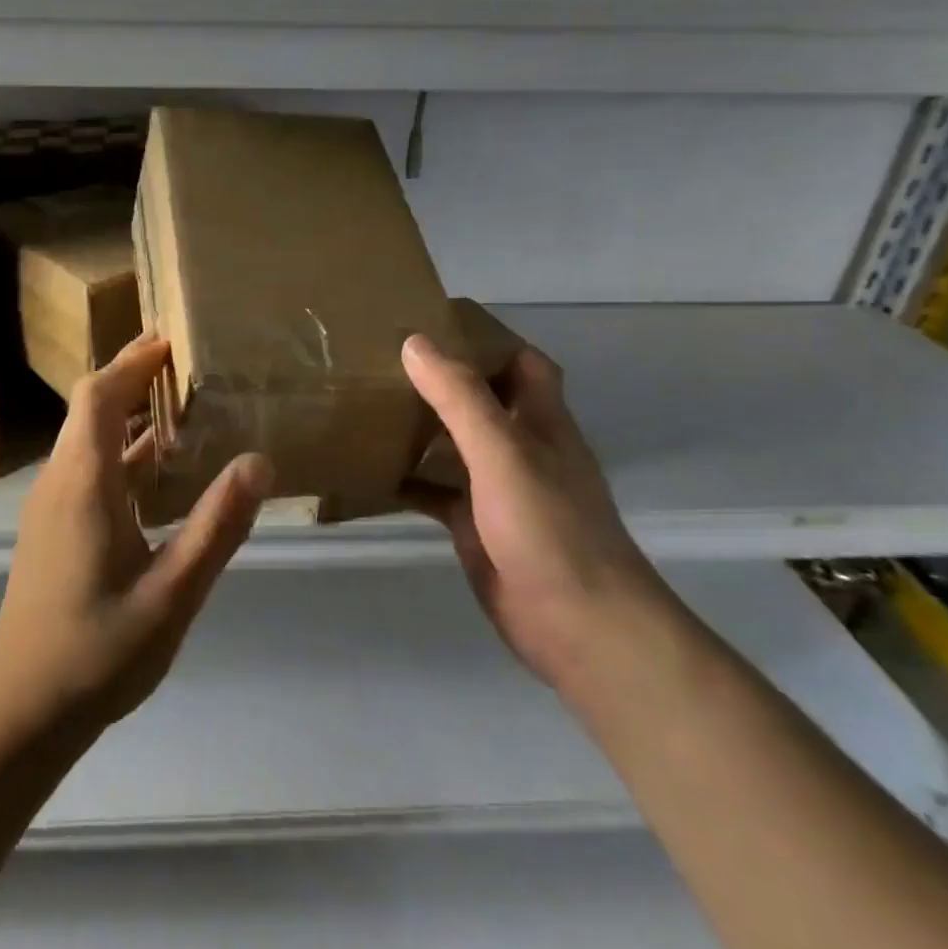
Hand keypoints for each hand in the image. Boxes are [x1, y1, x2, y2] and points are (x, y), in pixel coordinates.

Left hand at [0, 334, 272, 736]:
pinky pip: (86, 468)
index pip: (99, 395)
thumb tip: (258, 461)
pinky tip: (157, 472)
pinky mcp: (51, 528)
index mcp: (82, 483)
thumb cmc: (97, 652)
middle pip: (90, 408)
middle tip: (186, 364)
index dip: (133, 361)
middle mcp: (58, 481)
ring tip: (180, 406)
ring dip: (127, 414)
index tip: (172, 339)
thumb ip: (217, 526)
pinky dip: (121, 451)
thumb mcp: (173, 592)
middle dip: (133, 378)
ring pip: (87, 439)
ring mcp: (49, 506)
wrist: (21, 712)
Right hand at [401, 333, 674, 687]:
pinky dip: (409, 479)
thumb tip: (415, 342)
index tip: (432, 322)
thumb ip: (461, 397)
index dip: (485, 338)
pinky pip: (436, 491)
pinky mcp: (476, 526)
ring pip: (455, 444)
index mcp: (539, 420)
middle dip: (440, 379)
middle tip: (383, 359)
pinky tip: (371, 472)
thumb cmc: (549, 528)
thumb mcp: (503, 453)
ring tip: (368, 404)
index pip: (520, 362)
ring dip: (421, 426)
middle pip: (480, 399)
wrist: (579, 626)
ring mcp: (498, 489)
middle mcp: (521, 447)